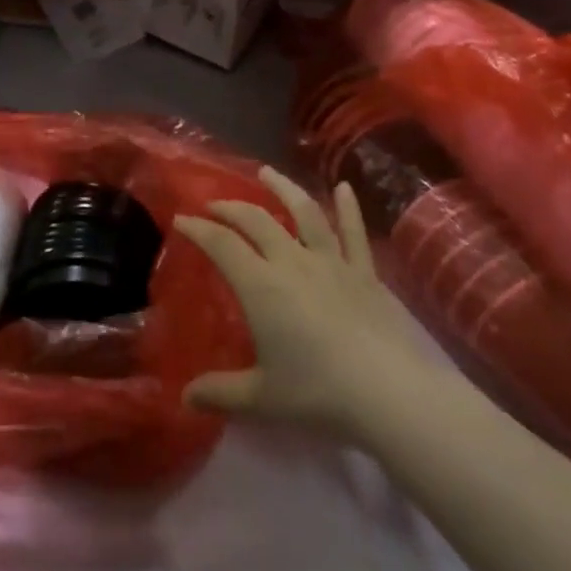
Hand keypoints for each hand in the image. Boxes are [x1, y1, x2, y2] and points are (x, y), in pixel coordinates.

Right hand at [176, 168, 434, 437]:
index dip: (199, 229)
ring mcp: (331, 261)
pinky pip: (353, 232)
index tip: (181, 219)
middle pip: (256, 221)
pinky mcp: (364, 271)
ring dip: (283, 188)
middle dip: (231, 208)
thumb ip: (221, 393)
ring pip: (304, 212)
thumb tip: (185, 398)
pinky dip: (348, 208)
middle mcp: (292, 261)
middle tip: (214, 205)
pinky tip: (344, 187)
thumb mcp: (262, 398)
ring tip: (267, 171)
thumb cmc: (318, 393)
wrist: (389, 391)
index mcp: (261, 286)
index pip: (222, 245)